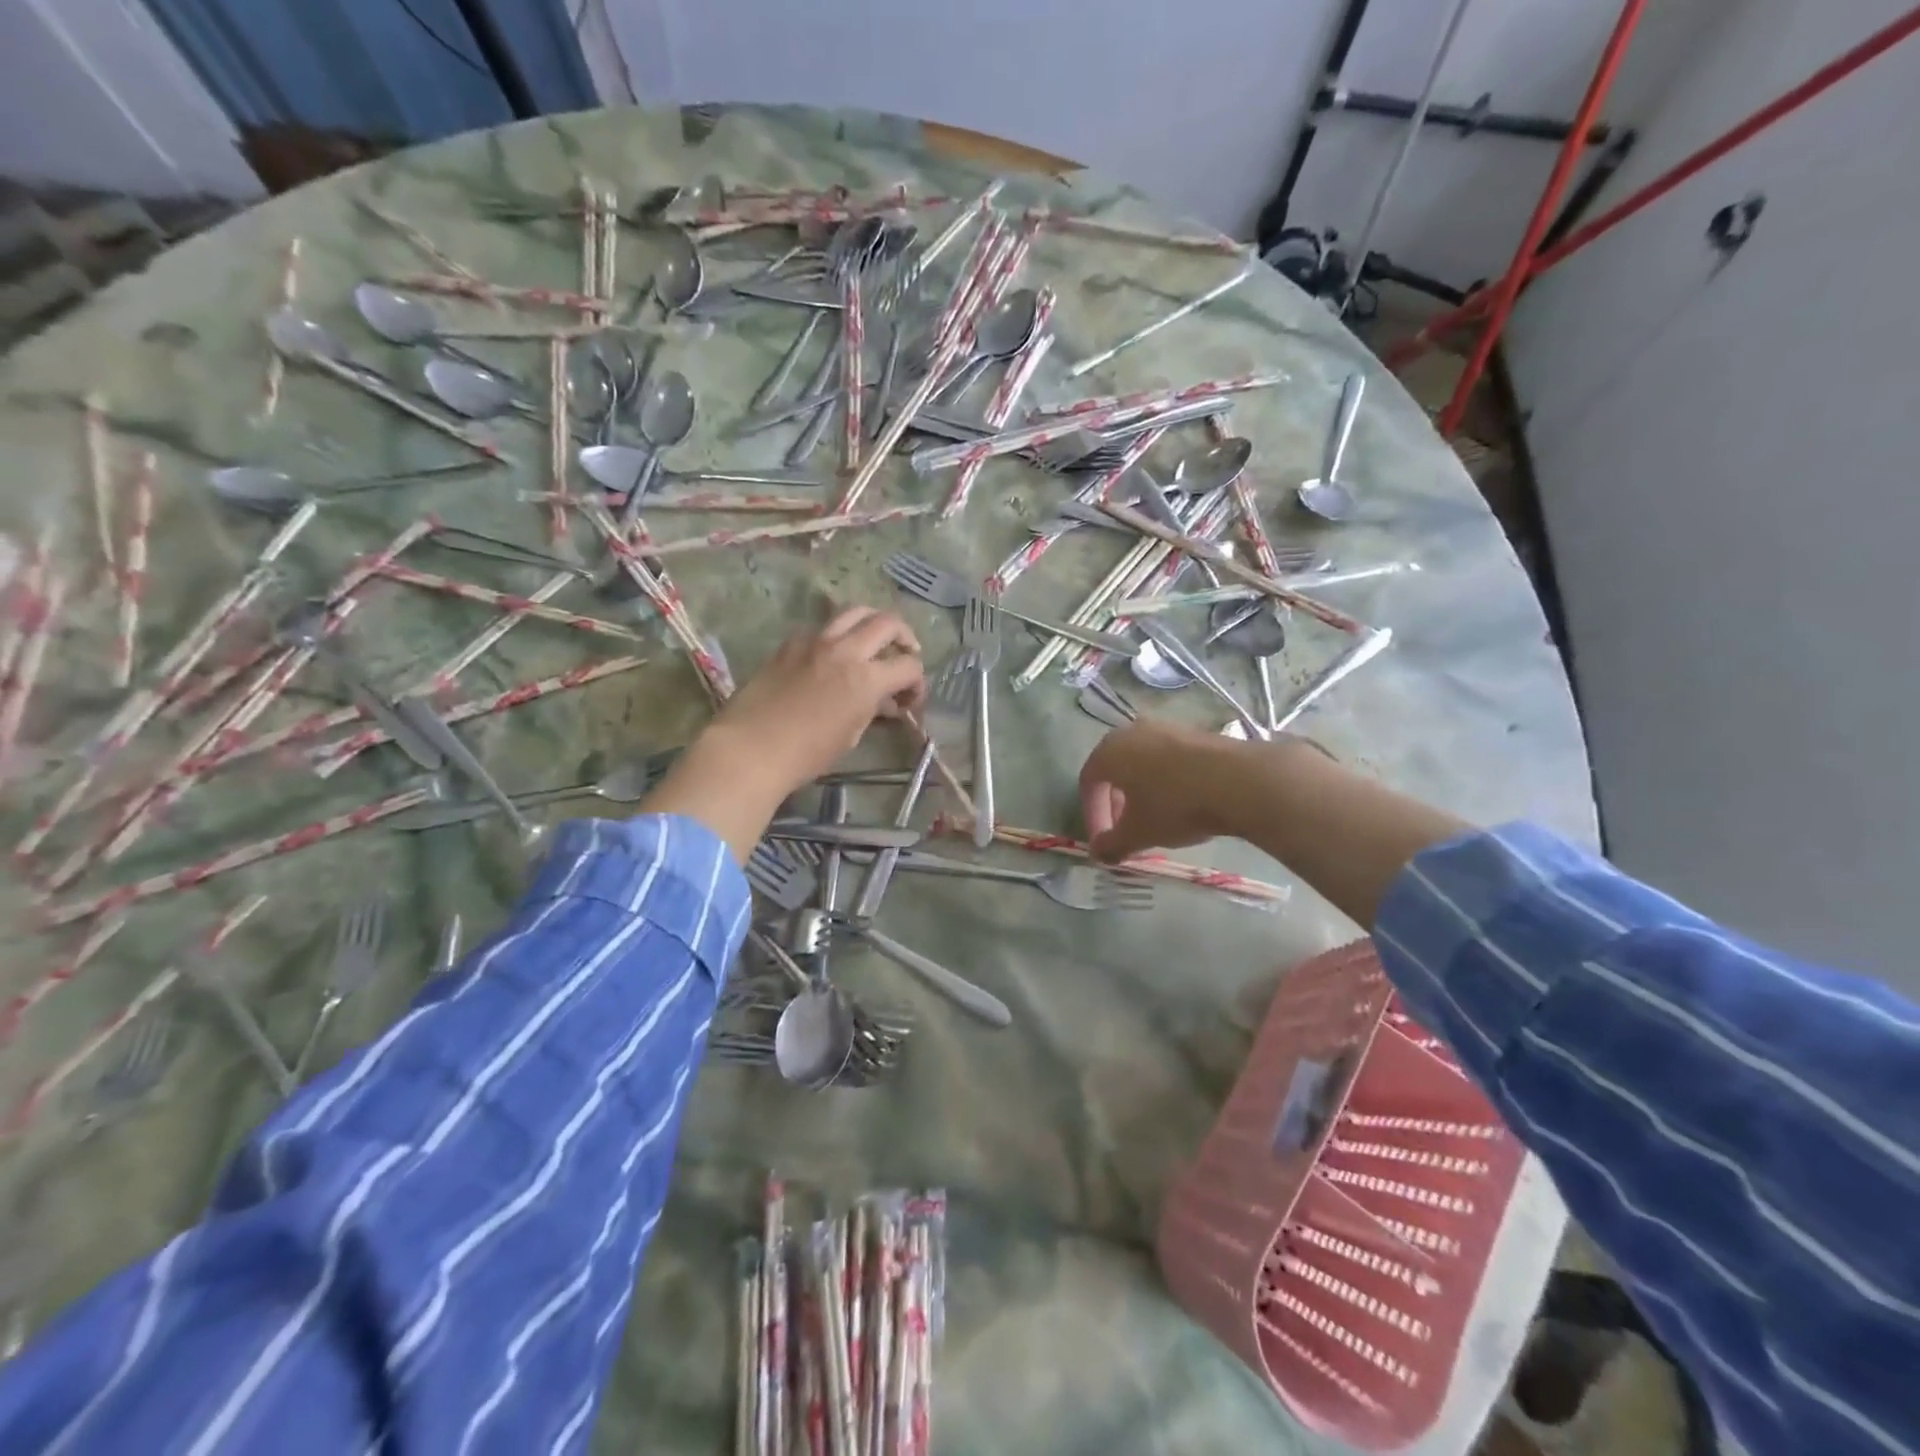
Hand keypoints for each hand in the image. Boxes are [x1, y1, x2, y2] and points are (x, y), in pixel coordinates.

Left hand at [639, 608, 923, 859]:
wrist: (750, 749)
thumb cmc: (806, 754)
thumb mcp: (850, 736)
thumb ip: (871, 709)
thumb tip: (884, 701)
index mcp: (867, 678)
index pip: (909, 666)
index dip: (917, 683)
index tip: (910, 699)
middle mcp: (846, 650)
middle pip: (888, 623)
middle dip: (905, 637)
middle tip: (905, 654)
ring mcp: (815, 641)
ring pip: (854, 611)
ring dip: (872, 622)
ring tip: (873, 639)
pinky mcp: (790, 643)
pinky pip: (821, 628)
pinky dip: (836, 635)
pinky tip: (831, 655)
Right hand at [1078, 719, 1246, 862]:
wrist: (1239, 781)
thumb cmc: (1175, 805)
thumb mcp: (1139, 833)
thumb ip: (1112, 845)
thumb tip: (1098, 854)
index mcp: (1109, 751)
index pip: (1088, 783)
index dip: (1093, 815)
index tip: (1104, 842)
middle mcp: (1132, 732)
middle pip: (1114, 770)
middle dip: (1115, 803)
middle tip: (1126, 830)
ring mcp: (1165, 728)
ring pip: (1142, 763)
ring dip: (1141, 792)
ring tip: (1155, 819)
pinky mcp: (1194, 732)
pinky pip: (1168, 759)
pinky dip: (1165, 781)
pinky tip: (1182, 803)